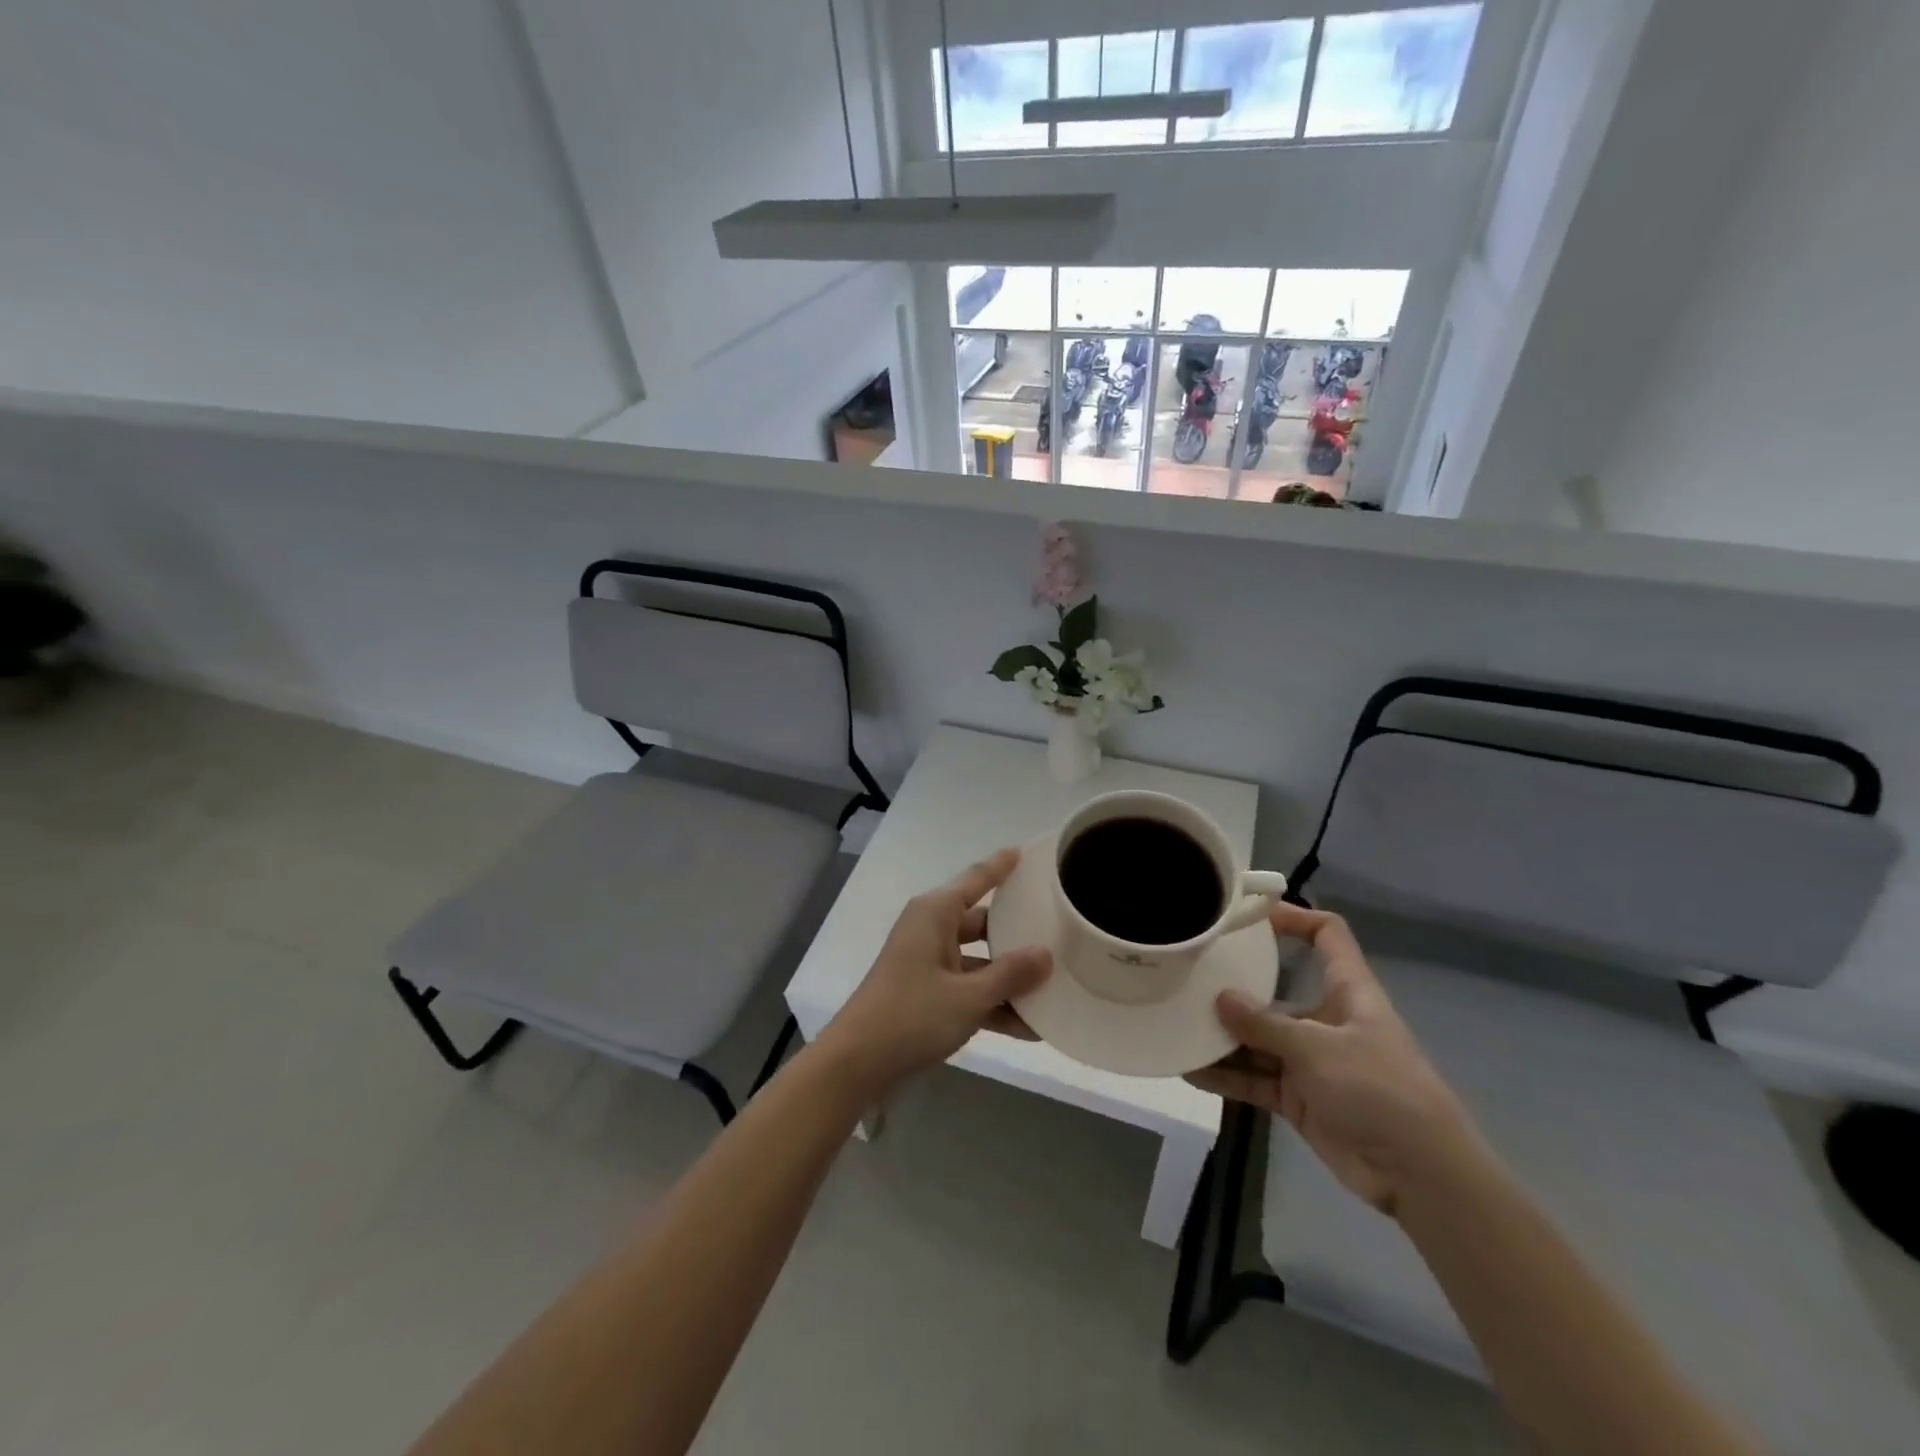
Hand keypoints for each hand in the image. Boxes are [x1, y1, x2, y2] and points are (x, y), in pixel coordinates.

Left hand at [816, 849, 1051, 1096]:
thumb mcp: (968, 996)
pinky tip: (1030, 1028)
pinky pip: (968, 988)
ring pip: (979, 961)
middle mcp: (931, 929)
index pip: (976, 879)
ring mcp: (928, 963)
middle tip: (1058, 931)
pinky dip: (992, 1003)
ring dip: (1010, 978)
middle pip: (983, 922)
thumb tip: (1046, 954)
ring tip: (1055, 988)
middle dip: (1017, 933)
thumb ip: (1010, 975)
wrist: (857, 1063)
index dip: (1001, 866)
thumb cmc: (912, 1015)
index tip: (1027, 852)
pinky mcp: (927, 993)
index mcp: (936, 913)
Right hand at [1186, 903, 1480, 1217]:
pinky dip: (1226, 1076)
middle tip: (1188, 977)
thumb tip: (1220, 998)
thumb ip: (1265, 1025)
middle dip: (1235, 987)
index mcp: (1348, 991)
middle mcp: (1326, 1019)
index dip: (1295, 917)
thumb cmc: (1379, 1090)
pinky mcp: (1299, 1098)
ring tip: (1177, 1025)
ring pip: (1258, 1039)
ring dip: (1222, 1037)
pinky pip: (1255, 1079)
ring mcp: (1311, 1061)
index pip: (1327, 936)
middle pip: (1276, 991)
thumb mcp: (1319, 1049)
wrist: (1419, 1176)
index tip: (1248, 916)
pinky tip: (1190, 1071)